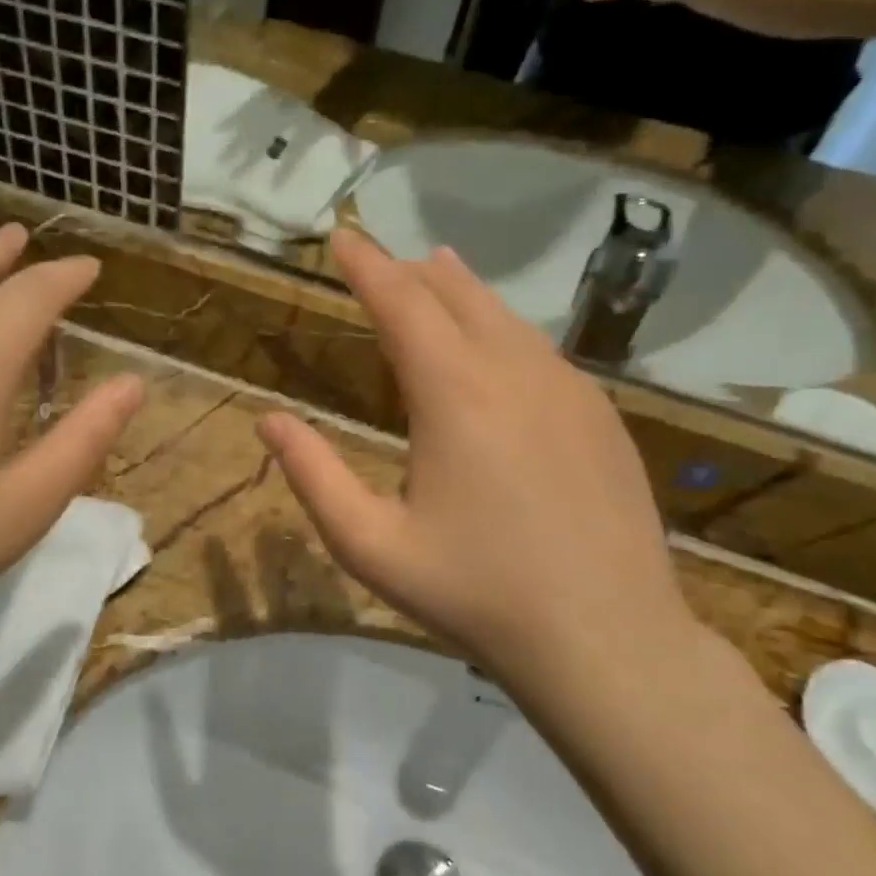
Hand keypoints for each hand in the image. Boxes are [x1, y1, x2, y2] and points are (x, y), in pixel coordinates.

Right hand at [258, 230, 697, 690]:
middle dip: (410, 272)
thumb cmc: (475, 594)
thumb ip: (314, 476)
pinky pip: (541, 350)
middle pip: (456, 297)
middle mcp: (514, 372)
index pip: (401, 303)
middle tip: (380, 257)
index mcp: (454, 395)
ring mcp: (569, 390)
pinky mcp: (601, 416)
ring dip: (462, 291)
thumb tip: (269, 421)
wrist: (607, 639)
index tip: (343, 236)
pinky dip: (505, 327)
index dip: (366, 266)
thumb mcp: (371, 545)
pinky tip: (499, 341)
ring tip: (436, 270)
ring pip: (505, 317)